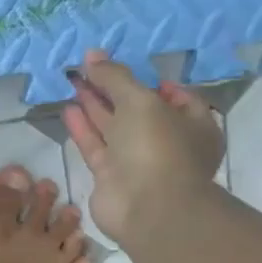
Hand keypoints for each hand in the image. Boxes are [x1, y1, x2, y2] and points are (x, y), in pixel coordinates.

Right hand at [64, 51, 223, 246]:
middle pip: (138, 109)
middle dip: (113, 89)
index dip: (151, 81)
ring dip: (94, 105)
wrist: (149, 209)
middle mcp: (167, 142)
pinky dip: (83, 127)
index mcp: (193, 125)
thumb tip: (93, 54)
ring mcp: (138, 161)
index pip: (176, 97)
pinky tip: (68, 108)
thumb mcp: (140, 100)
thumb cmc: (157, 147)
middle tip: (87, 69)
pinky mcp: (112, 176)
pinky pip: (96, 146)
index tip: (126, 69)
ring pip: (114, 127)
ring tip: (73, 83)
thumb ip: (115, 77)